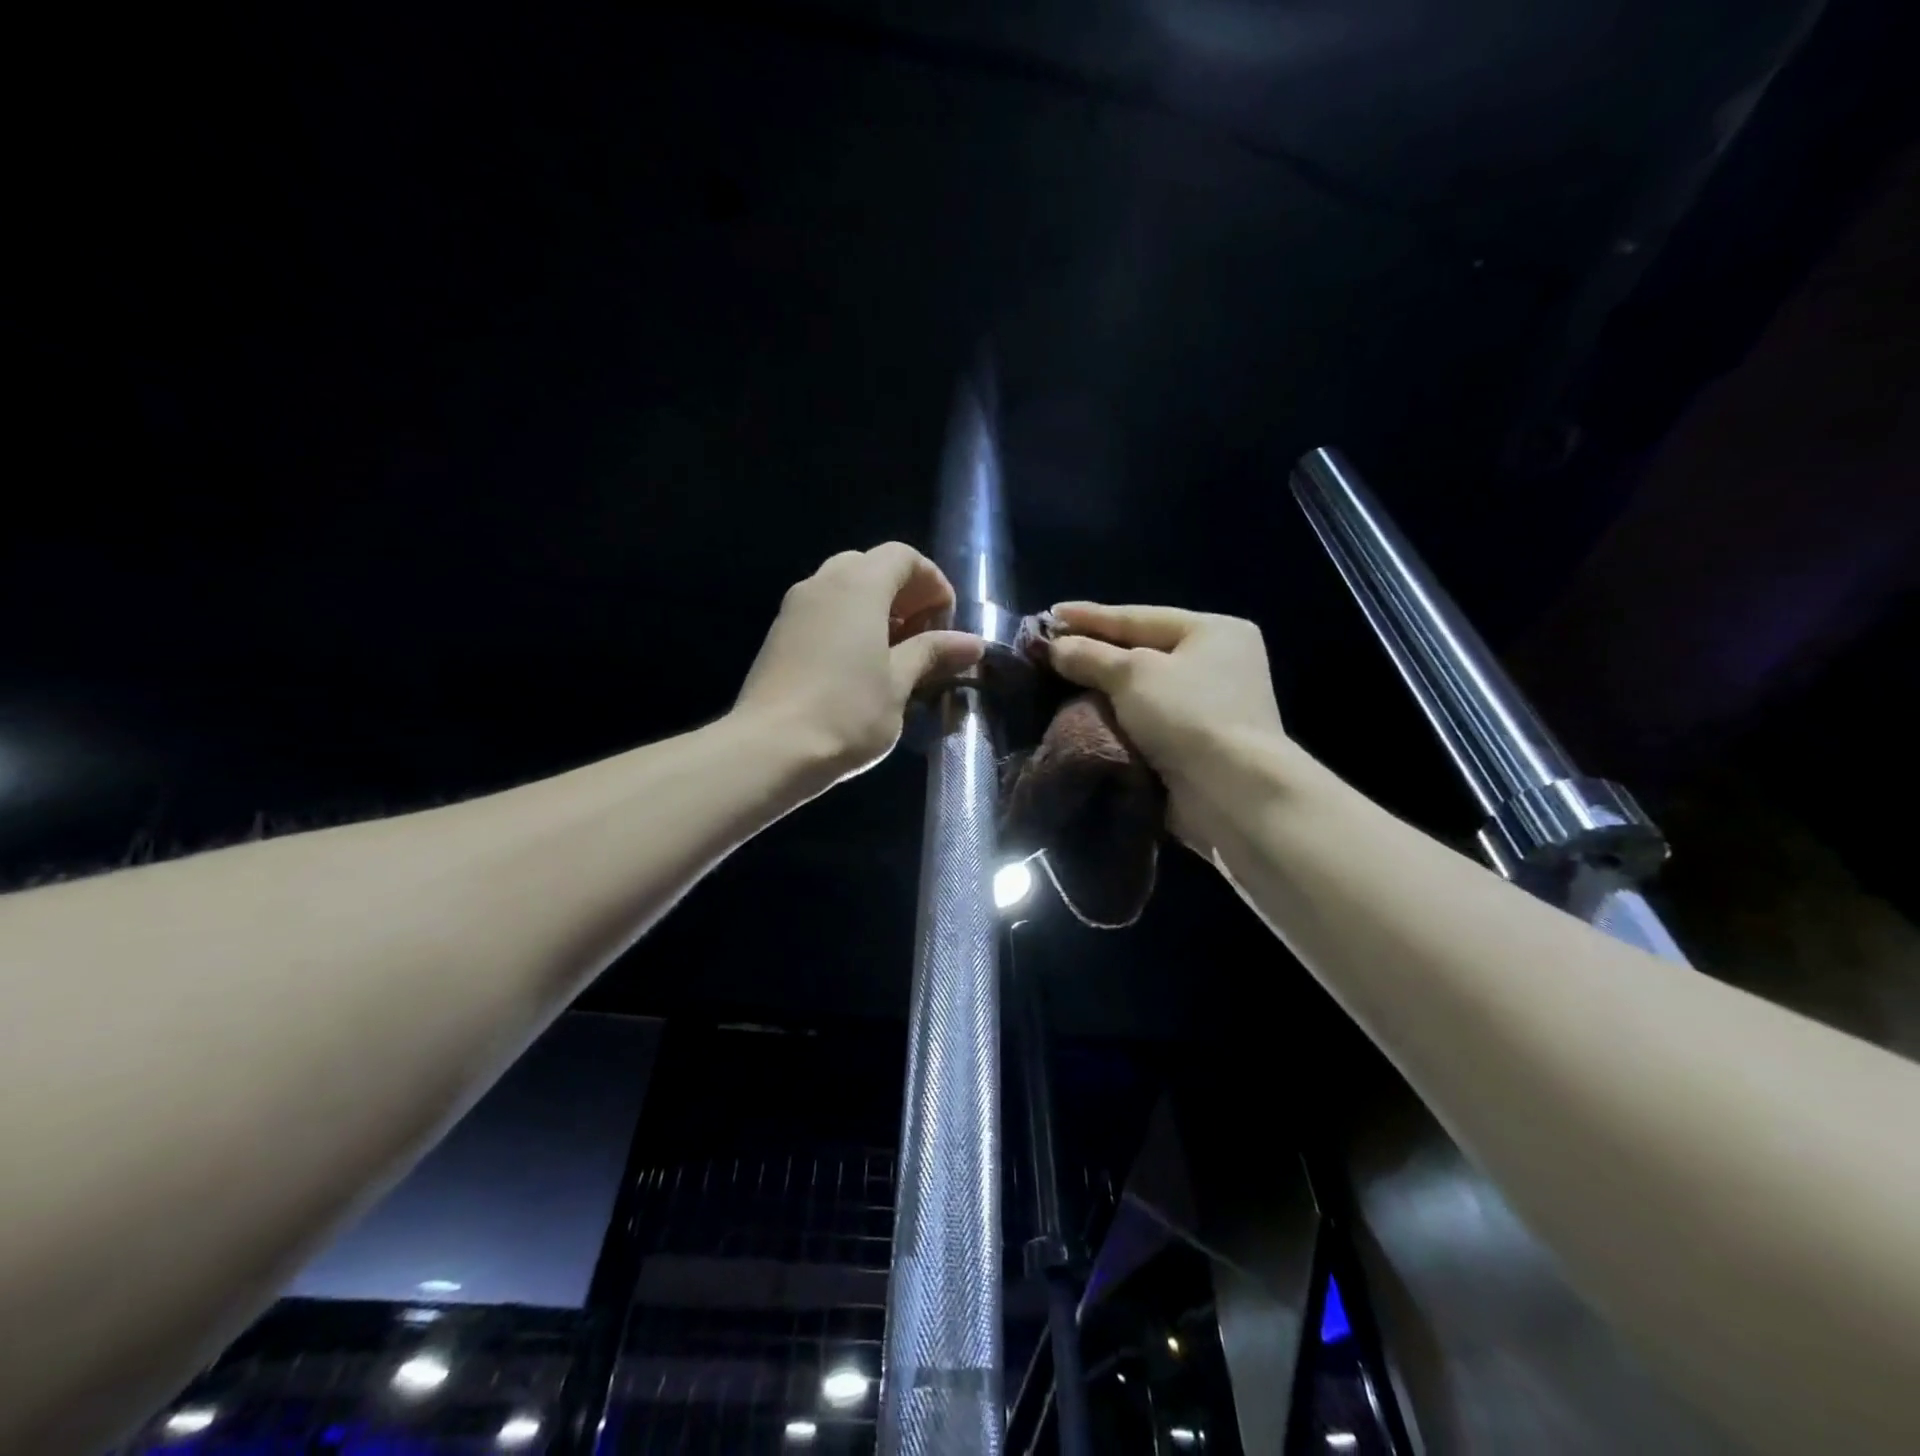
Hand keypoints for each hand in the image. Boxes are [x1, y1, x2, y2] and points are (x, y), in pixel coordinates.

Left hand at [735, 543, 984, 781]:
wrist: (770, 749)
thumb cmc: (847, 713)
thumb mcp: (899, 684)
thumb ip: (932, 653)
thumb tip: (971, 643)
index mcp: (859, 586)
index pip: (903, 556)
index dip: (932, 582)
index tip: (946, 623)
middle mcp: (823, 584)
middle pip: (871, 566)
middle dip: (903, 593)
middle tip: (921, 635)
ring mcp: (794, 608)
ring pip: (843, 587)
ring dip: (875, 608)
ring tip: (893, 654)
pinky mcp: (778, 634)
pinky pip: (822, 610)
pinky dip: (848, 622)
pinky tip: (858, 666)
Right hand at [1046, 602, 1285, 849]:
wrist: (1231, 793)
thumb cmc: (1188, 715)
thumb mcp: (1133, 674)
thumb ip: (1090, 656)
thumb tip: (1056, 647)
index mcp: (1214, 632)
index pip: (1139, 616)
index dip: (1091, 616)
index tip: (1048, 614)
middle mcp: (1218, 664)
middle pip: (1142, 652)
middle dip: (1095, 654)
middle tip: (1049, 651)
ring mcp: (1211, 706)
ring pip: (1142, 691)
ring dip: (1103, 690)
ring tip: (1058, 683)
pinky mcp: (1198, 744)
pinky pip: (1146, 722)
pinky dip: (1117, 720)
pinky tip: (1083, 716)